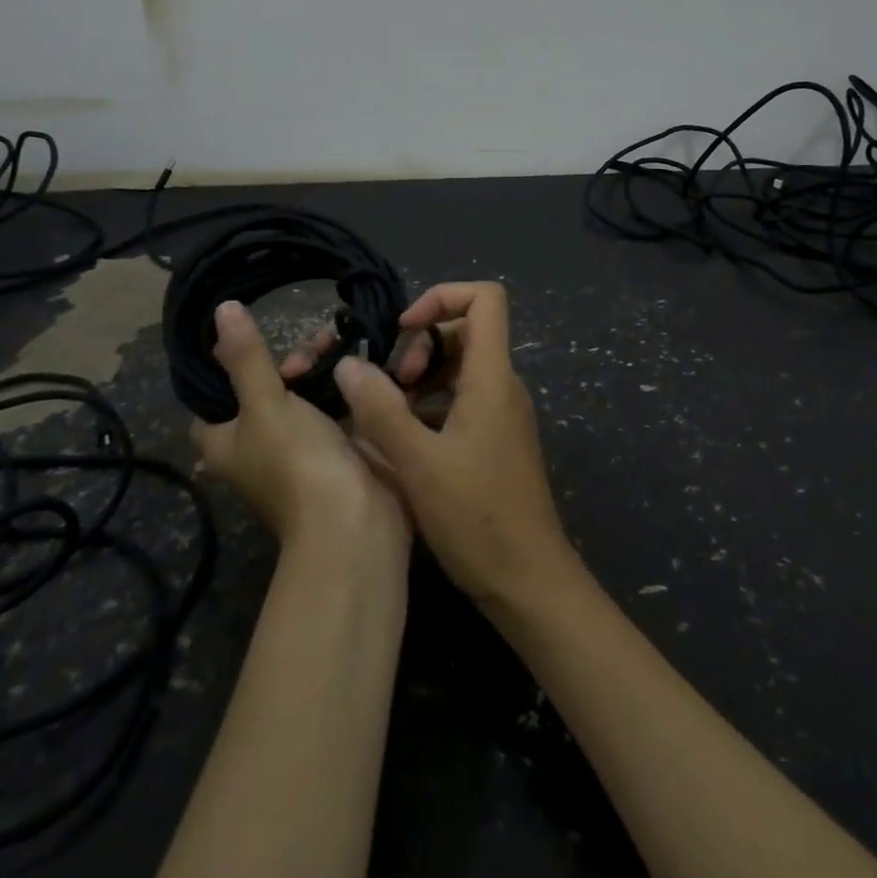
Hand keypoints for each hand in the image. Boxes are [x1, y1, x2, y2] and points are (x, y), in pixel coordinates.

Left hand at [190, 301, 407, 556]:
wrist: (357, 519)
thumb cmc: (297, 461)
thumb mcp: (265, 404)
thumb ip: (246, 357)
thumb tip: (221, 308)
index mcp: (227, 441)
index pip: (215, 394)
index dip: (231, 363)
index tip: (255, 335)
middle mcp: (261, 444)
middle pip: (268, 387)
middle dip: (292, 361)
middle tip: (316, 345)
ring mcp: (305, 445)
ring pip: (307, 392)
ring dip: (324, 367)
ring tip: (343, 342)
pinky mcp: (343, 445)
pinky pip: (341, 404)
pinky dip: (350, 383)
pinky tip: (365, 358)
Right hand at [333, 282, 579, 608]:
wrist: (528, 579)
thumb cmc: (477, 517)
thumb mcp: (418, 463)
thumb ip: (380, 409)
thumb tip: (349, 364)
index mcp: (492, 377)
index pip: (485, 299)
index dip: (441, 298)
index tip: (403, 329)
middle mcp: (501, 386)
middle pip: (463, 332)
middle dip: (419, 346)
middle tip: (388, 387)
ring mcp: (499, 414)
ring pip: (457, 369)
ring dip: (418, 379)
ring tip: (385, 415)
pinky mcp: (493, 441)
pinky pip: (458, 402)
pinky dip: (427, 407)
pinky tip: (398, 441)